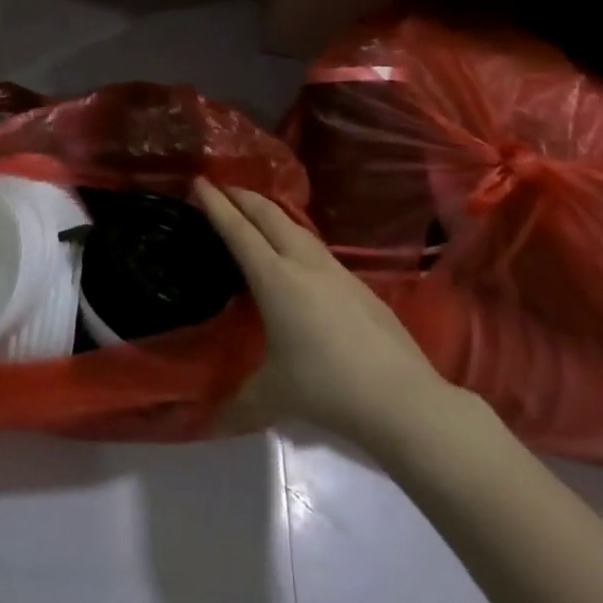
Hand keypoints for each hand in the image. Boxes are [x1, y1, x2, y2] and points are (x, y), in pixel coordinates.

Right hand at [193, 179, 458, 459]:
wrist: (403, 399)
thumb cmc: (327, 389)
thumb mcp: (273, 395)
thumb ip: (238, 402)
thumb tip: (211, 421)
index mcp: (275, 279)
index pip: (238, 231)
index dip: (216, 205)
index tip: (200, 182)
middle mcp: (303, 264)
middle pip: (269, 216)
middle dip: (244, 197)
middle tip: (223, 188)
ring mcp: (336, 272)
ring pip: (296, 228)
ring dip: (272, 214)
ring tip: (257, 213)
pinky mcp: (359, 286)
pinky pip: (316, 248)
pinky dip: (295, 237)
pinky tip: (298, 254)